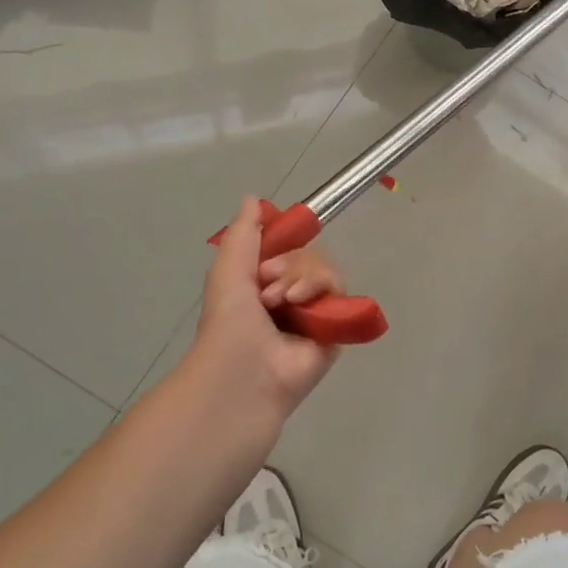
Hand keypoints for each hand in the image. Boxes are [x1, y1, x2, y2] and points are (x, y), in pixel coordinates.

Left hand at [183, 196, 339, 423]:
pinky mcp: (335, 329)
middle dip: (288, 265)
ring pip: (326, 270)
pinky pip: (340, 292)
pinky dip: (321, 290)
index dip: (281, 248)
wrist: (242, 369)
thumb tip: (253, 197)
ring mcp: (314, 315)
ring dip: (301, 276)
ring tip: (281, 301)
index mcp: (265, 286)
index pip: (288, 250)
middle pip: (309, 256)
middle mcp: (291, 299)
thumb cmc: (228, 320)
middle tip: (266, 287)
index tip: (264, 260)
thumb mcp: (229, 266)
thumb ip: (244, 231)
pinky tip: (302, 304)